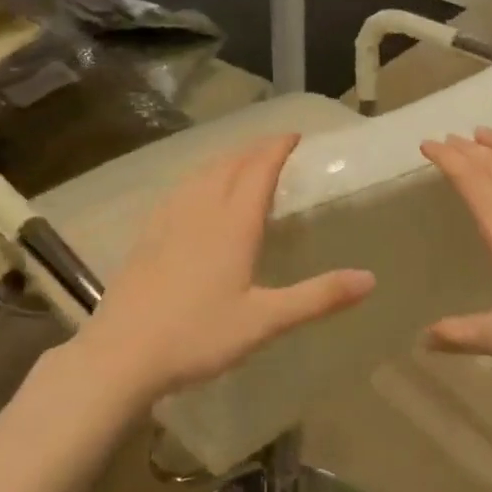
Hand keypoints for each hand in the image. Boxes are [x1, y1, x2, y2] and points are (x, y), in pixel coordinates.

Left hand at [72, 133, 374, 403]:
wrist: (120, 355)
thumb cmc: (198, 336)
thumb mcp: (265, 321)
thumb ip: (318, 297)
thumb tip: (370, 279)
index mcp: (232, 225)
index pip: (258, 170)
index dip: (276, 148)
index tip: (293, 135)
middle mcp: (200, 212)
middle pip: (228, 165)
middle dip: (253, 150)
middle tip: (273, 145)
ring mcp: (168, 222)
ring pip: (199, 175)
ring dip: (224, 160)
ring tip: (238, 160)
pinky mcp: (146, 238)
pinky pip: (177, 192)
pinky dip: (196, 179)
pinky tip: (192, 193)